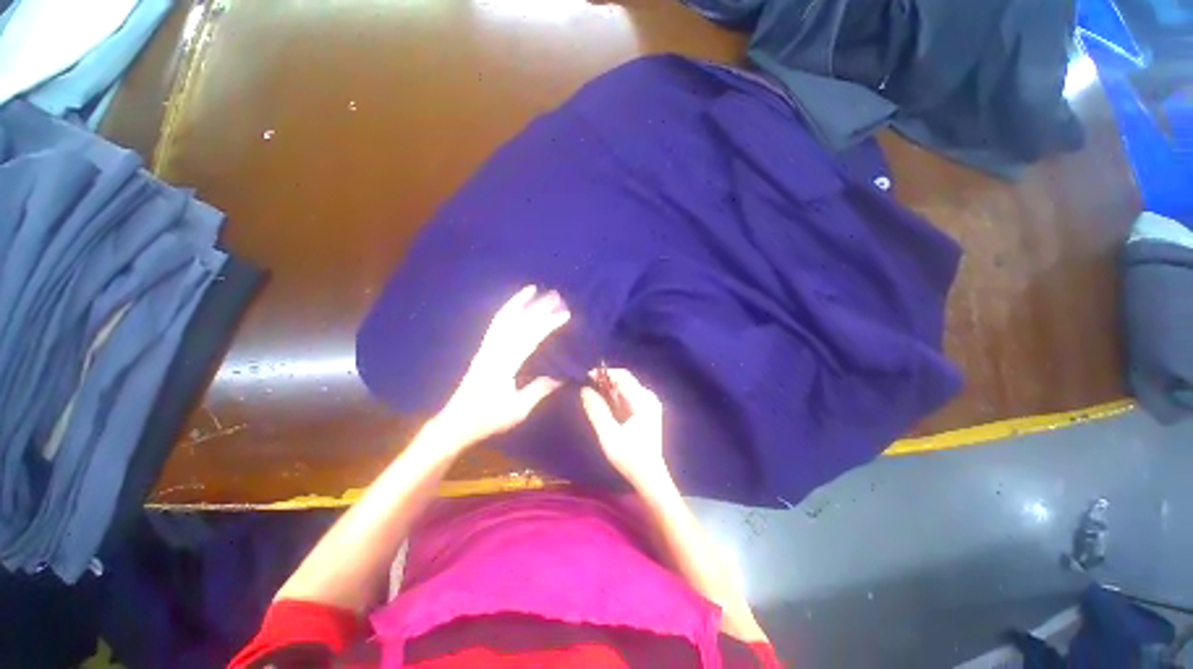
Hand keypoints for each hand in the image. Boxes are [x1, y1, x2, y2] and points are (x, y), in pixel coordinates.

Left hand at [431, 285, 570, 448]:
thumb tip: (560, 378)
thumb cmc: (487, 419)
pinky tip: (514, 307)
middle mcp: (494, 351)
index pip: (530, 337)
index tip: (565, 314)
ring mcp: (486, 349)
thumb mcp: (517, 410)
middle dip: (537, 307)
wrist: (455, 423)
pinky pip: (495, 325)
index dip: (548, 324)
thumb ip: (538, 391)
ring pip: (502, 319)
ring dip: (519, 302)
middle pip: (517, 323)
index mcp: (503, 365)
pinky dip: (505, 311)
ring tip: (532, 289)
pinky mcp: (483, 351)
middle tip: (555, 295)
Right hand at [580, 368, 670, 488]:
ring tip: (593, 398)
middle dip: (605, 382)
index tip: (586, 379)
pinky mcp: (647, 411)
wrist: (650, 478)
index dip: (603, 374)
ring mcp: (650, 404)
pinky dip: (615, 398)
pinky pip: (628, 397)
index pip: (622, 375)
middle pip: (624, 380)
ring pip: (626, 388)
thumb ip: (597, 410)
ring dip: (609, 391)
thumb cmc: (630, 458)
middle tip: (587, 390)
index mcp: (644, 400)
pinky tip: (605, 408)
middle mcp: (649, 397)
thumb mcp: (609, 435)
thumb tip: (584, 389)